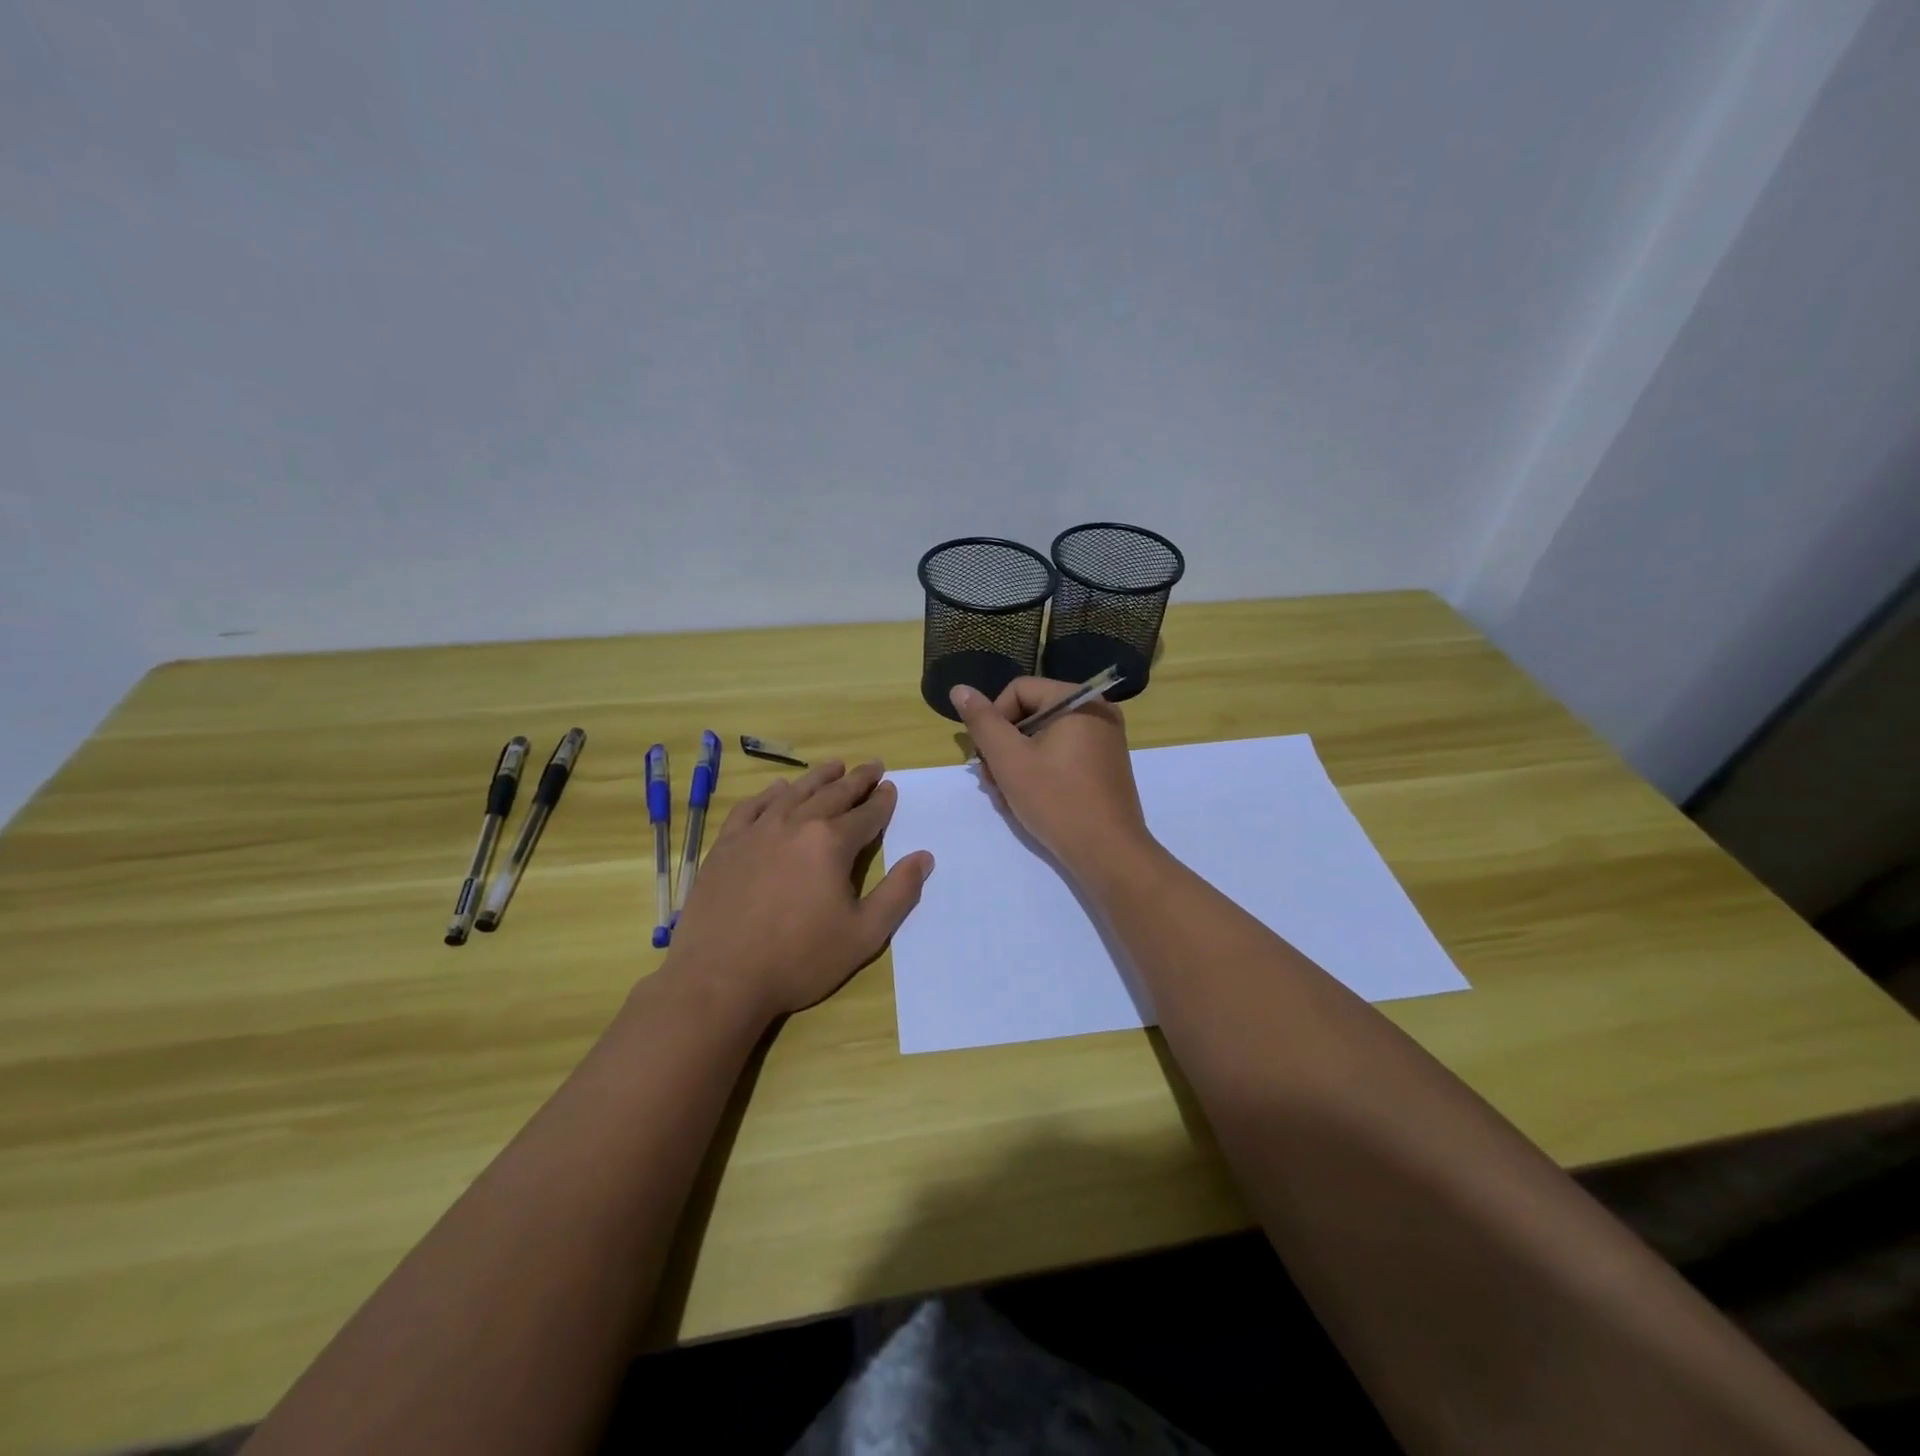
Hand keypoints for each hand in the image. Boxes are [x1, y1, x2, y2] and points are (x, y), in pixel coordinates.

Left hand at [663, 760, 933, 1020]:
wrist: (720, 978)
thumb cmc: (799, 959)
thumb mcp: (864, 935)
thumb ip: (898, 893)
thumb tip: (924, 857)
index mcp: (831, 843)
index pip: (866, 814)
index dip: (882, 801)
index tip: (891, 787)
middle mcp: (795, 824)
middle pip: (833, 794)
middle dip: (857, 779)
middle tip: (872, 766)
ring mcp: (757, 831)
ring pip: (794, 792)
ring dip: (818, 777)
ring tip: (835, 765)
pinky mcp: (726, 844)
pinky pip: (752, 807)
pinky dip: (770, 793)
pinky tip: (778, 789)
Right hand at [949, 678, 1156, 882]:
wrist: (1108, 853)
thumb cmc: (1056, 800)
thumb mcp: (1009, 760)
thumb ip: (983, 722)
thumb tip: (960, 689)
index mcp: (1079, 701)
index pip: (1019, 690)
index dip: (994, 719)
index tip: (985, 756)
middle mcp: (1097, 712)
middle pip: (1032, 714)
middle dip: (1004, 746)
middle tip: (990, 781)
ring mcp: (1104, 740)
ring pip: (1044, 738)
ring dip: (1017, 763)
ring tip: (1005, 796)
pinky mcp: (1104, 767)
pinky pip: (1063, 755)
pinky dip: (1040, 771)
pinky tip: (1026, 800)